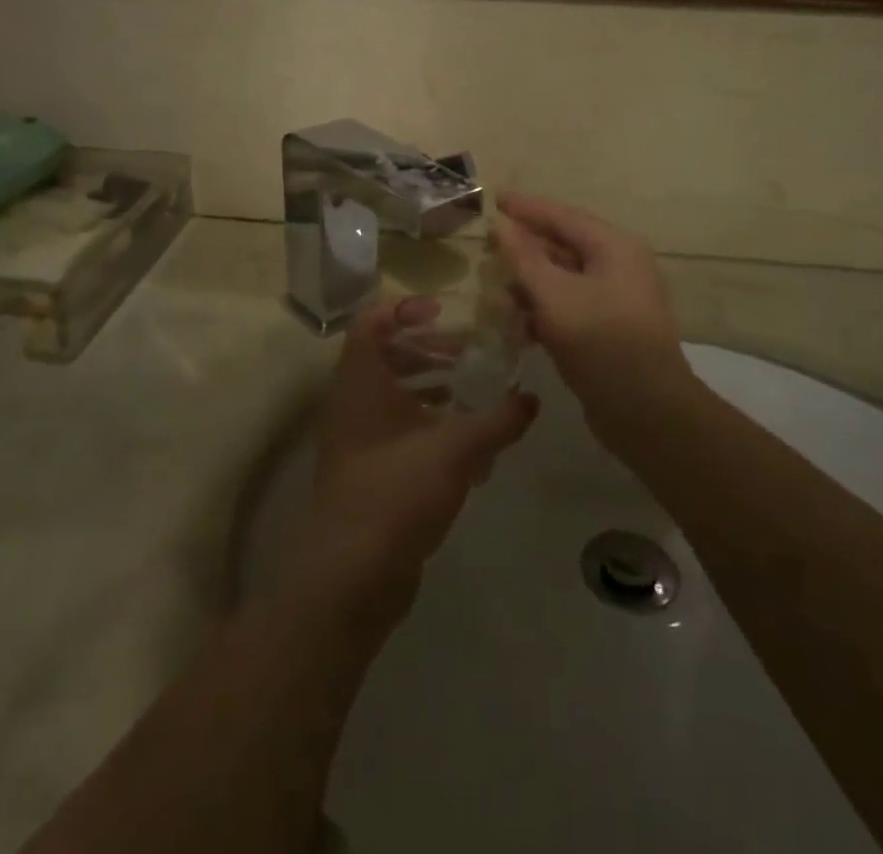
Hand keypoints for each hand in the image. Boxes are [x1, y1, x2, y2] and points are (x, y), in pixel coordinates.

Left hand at [291, 298, 538, 619]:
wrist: (351, 573)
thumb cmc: (397, 489)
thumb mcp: (456, 448)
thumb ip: (498, 421)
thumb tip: (531, 399)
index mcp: (361, 379)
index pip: (372, 321)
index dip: (405, 308)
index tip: (443, 312)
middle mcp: (352, 401)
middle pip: (385, 354)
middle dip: (427, 348)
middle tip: (468, 351)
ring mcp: (356, 438)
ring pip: (391, 394)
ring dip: (429, 384)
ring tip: (471, 388)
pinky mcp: (366, 471)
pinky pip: (396, 430)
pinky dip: (426, 423)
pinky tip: (465, 440)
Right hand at [489, 193, 694, 447]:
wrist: (647, 412)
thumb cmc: (600, 341)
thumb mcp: (554, 294)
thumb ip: (523, 257)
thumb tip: (500, 224)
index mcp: (614, 247)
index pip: (562, 216)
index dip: (526, 208)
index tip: (495, 199)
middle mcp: (619, 266)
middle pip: (564, 246)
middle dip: (525, 249)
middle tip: (488, 246)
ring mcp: (616, 300)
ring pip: (564, 280)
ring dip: (530, 284)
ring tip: (495, 290)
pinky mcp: (609, 330)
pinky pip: (570, 307)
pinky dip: (544, 311)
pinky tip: (517, 325)